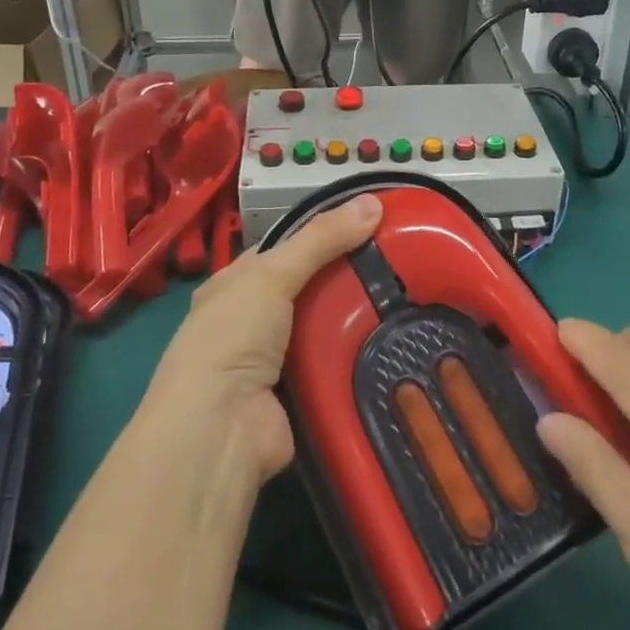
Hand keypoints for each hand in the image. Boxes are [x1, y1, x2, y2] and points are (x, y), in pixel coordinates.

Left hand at [142, 194, 382, 485]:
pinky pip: (335, 364)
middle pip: (309, 288)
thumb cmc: (233, 337)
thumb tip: (372, 201)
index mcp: (234, 286)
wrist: (220, 428)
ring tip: (408, 295)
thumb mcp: (273, 274)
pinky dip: (358, 354)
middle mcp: (251, 321)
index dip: (321, 234)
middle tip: (399, 260)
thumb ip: (320, 239)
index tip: (368, 224)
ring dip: (357, 316)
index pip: (283, 250)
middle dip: (347, 276)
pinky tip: (395, 339)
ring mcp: (275, 361)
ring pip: (325, 326)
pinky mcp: (299, 393)